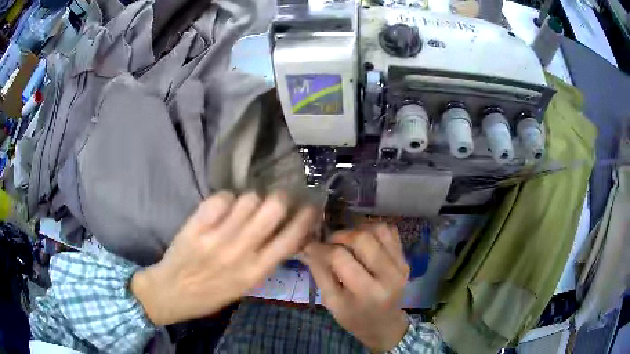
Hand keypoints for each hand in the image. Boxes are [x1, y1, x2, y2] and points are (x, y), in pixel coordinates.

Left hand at [131, 191, 317, 324]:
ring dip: (251, 199)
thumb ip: (266, 260)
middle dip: (280, 198)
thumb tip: (287, 232)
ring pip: (247, 199)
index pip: (291, 238)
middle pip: (272, 208)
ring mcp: (216, 237)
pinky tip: (222, 209)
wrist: (172, 292)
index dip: (306, 217)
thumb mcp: (246, 285)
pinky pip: (220, 198)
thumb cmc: (212, 293)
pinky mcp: (196, 226)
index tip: (310, 206)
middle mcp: (240, 252)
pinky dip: (226, 199)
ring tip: (244, 208)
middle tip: (276, 199)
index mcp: (256, 271)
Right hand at [303, 224, 409, 351]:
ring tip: (346, 240)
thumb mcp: (331, 302)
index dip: (321, 248)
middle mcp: (389, 275)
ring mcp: (401, 264)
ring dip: (357, 229)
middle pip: (362, 238)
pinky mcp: (405, 258)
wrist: (384, 324)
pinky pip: (390, 231)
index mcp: (367, 292)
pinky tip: (363, 241)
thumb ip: (319, 272)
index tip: (309, 245)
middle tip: (328, 242)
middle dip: (339, 235)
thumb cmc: (354, 318)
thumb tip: (306, 246)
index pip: (340, 258)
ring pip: (378, 229)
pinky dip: (373, 229)